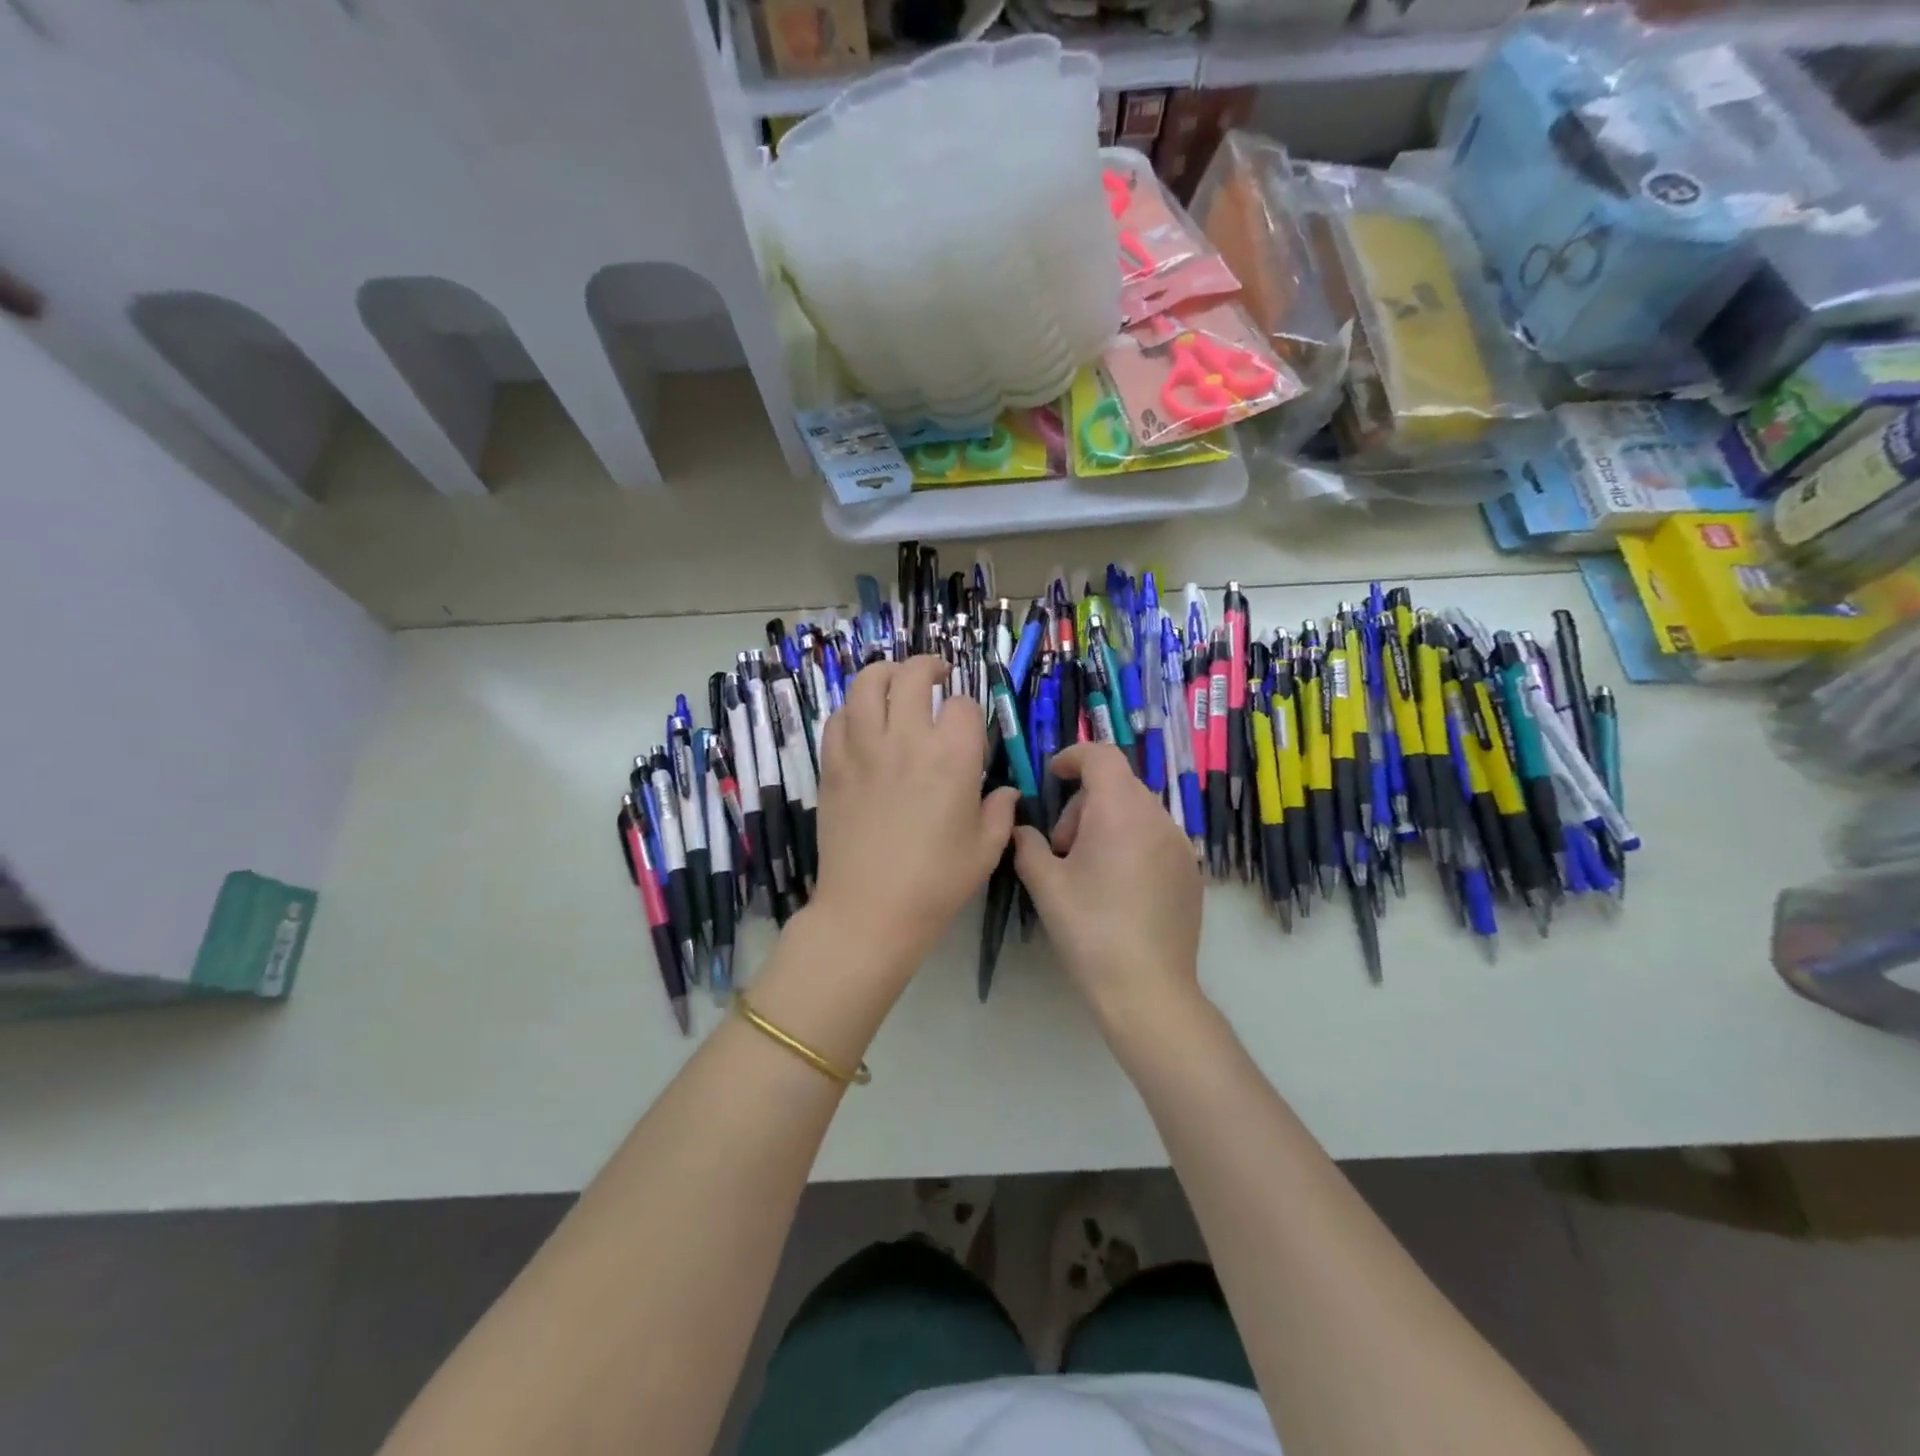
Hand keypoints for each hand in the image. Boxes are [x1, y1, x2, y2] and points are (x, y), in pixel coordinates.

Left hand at [812, 656, 1016, 976]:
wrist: (869, 911)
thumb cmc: (935, 883)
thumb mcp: (986, 850)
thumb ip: (1001, 812)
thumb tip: (1005, 792)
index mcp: (952, 757)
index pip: (963, 706)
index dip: (970, 712)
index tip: (969, 729)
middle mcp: (906, 740)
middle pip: (913, 676)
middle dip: (929, 667)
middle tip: (937, 675)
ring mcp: (863, 749)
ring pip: (867, 683)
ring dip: (885, 673)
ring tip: (895, 681)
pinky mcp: (832, 765)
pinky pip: (838, 718)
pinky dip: (853, 709)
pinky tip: (863, 720)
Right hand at [1012, 742, 1203, 1035]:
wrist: (1147, 988)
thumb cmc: (1089, 930)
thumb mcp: (1045, 885)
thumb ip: (1028, 846)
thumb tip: (1023, 830)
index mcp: (1120, 811)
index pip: (1102, 756)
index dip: (1073, 757)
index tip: (1052, 777)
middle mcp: (1158, 818)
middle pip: (1118, 784)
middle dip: (1084, 802)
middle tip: (1062, 847)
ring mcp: (1181, 845)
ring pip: (1138, 811)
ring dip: (1107, 822)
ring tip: (1088, 869)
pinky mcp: (1191, 871)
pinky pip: (1156, 837)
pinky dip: (1131, 842)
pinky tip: (1117, 887)